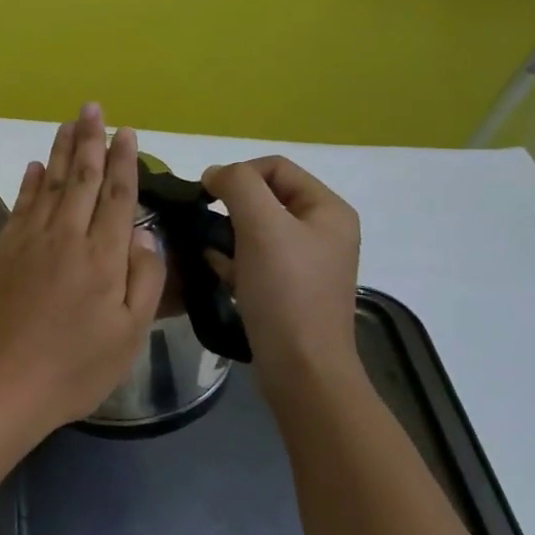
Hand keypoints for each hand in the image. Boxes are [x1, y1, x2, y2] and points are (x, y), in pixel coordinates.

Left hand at [0, 103, 167, 432]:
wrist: (2, 382)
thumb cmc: (74, 368)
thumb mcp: (128, 335)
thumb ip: (143, 280)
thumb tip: (144, 233)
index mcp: (103, 257)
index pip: (118, 196)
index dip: (123, 162)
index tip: (126, 133)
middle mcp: (67, 237)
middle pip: (82, 179)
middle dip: (90, 140)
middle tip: (93, 109)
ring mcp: (29, 240)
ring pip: (50, 183)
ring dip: (61, 150)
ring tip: (70, 123)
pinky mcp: (2, 250)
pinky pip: (20, 205)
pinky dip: (30, 182)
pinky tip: (37, 166)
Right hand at [201, 156, 360, 387]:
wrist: (301, 367)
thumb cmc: (285, 291)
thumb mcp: (261, 225)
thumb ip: (237, 185)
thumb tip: (215, 174)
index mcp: (328, 209)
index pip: (275, 167)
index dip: (238, 174)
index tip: (207, 197)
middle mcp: (322, 230)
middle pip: (265, 196)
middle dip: (230, 206)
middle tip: (206, 226)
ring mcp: (306, 261)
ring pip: (255, 228)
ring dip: (226, 233)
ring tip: (209, 251)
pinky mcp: (289, 287)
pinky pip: (254, 257)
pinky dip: (232, 259)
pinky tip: (217, 272)